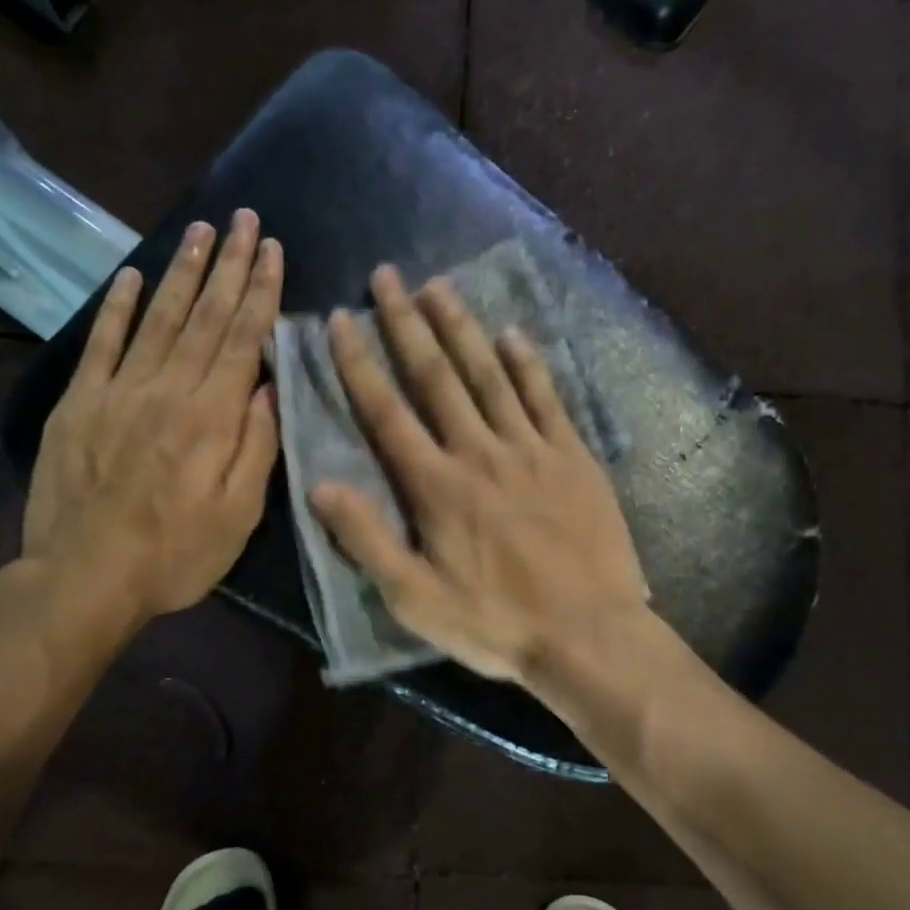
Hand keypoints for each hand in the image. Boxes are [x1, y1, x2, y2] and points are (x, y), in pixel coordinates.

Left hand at [21, 210, 281, 628]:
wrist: (85, 578)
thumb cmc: (176, 554)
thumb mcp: (239, 515)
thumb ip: (257, 446)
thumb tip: (268, 385)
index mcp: (210, 416)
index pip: (241, 339)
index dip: (260, 292)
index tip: (273, 250)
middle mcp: (166, 389)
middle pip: (203, 316)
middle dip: (229, 265)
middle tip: (244, 219)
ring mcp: (117, 391)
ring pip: (156, 317)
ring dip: (181, 271)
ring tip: (201, 231)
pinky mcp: (78, 403)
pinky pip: (101, 343)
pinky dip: (116, 307)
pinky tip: (130, 276)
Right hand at [310, 266, 646, 683]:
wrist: (589, 634)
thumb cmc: (496, 623)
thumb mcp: (416, 599)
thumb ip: (367, 540)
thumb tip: (320, 486)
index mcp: (437, 487)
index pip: (387, 412)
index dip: (359, 363)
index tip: (342, 319)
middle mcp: (480, 452)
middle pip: (437, 376)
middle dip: (407, 323)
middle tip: (388, 275)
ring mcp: (532, 449)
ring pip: (491, 374)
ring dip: (462, 327)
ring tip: (439, 285)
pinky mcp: (574, 457)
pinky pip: (548, 398)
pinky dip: (529, 363)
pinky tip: (514, 334)